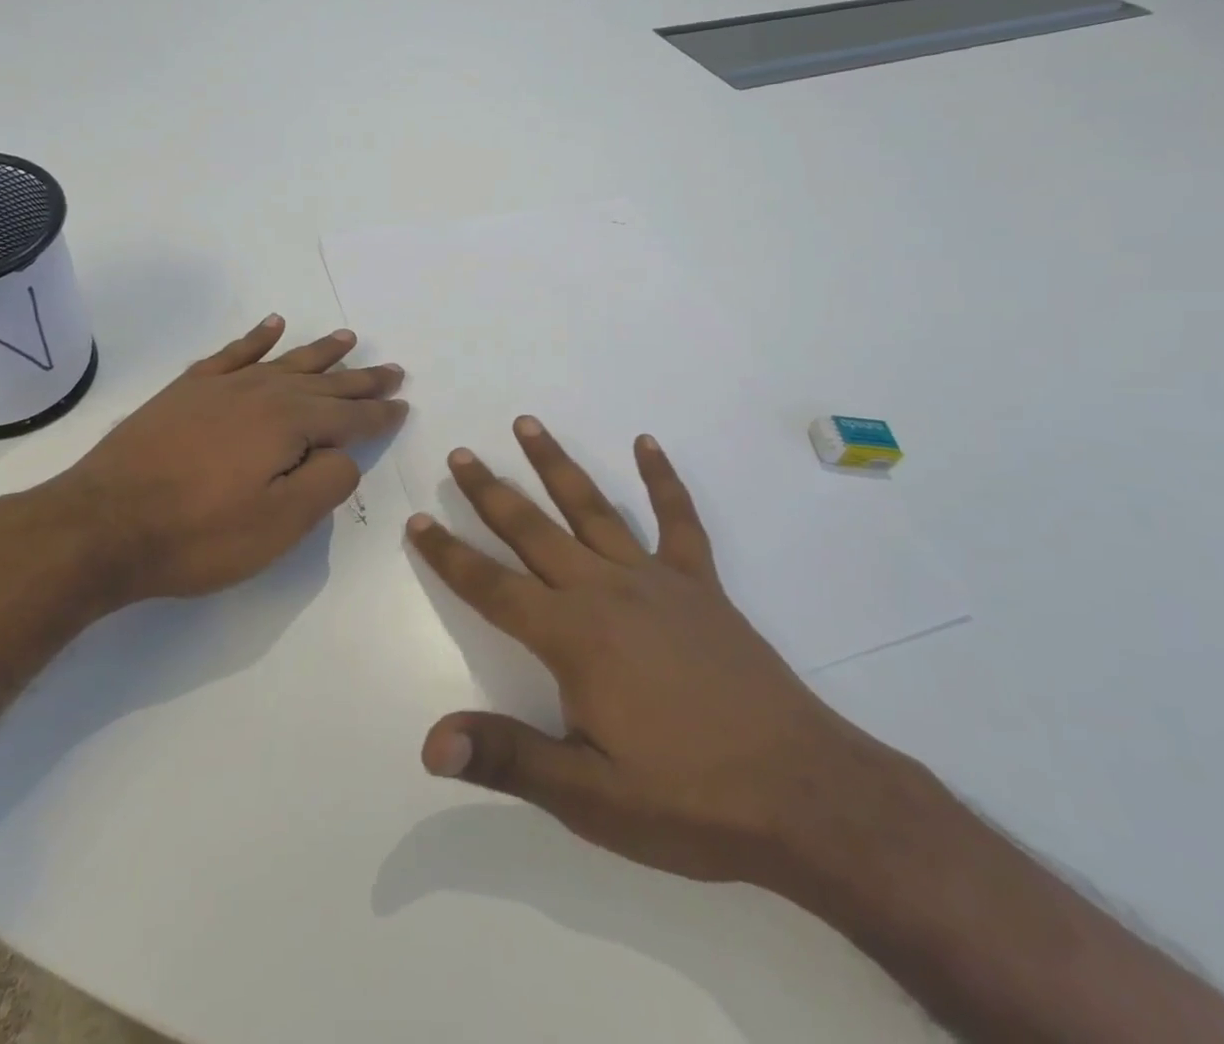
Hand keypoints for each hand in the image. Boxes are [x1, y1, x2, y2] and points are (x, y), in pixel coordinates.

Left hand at [11, 316, 406, 606]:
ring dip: (320, 352)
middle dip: (361, 379)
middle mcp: (262, 393)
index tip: (404, 406)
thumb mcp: (278, 524)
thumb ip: (326, 483)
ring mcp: (222, 387)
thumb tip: (345, 454)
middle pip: (324, 383)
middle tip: (392, 370)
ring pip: (285, 361)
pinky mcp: (187, 390)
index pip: (350, 417)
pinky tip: (272, 325)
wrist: (102, 524)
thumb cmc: (198, 534)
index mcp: (290, 424)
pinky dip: (256, 338)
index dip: (380, 414)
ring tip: (348, 338)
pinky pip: (233, 353)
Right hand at [405, 417, 901, 894]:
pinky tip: (647, 444)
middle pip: (534, 530)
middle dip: (490, 492)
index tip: (418, 521)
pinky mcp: (701, 585)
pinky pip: (678, 519)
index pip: (491, 587)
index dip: (449, 556)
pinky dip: (662, 479)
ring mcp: (657, 580)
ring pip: (592, 508)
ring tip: (526, 424)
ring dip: (555, 464)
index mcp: (572, 637)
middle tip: (459, 454)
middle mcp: (605, 591)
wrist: (806, 795)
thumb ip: (508, 758)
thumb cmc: (688, 799)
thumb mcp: (589, 796)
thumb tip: (430, 744)